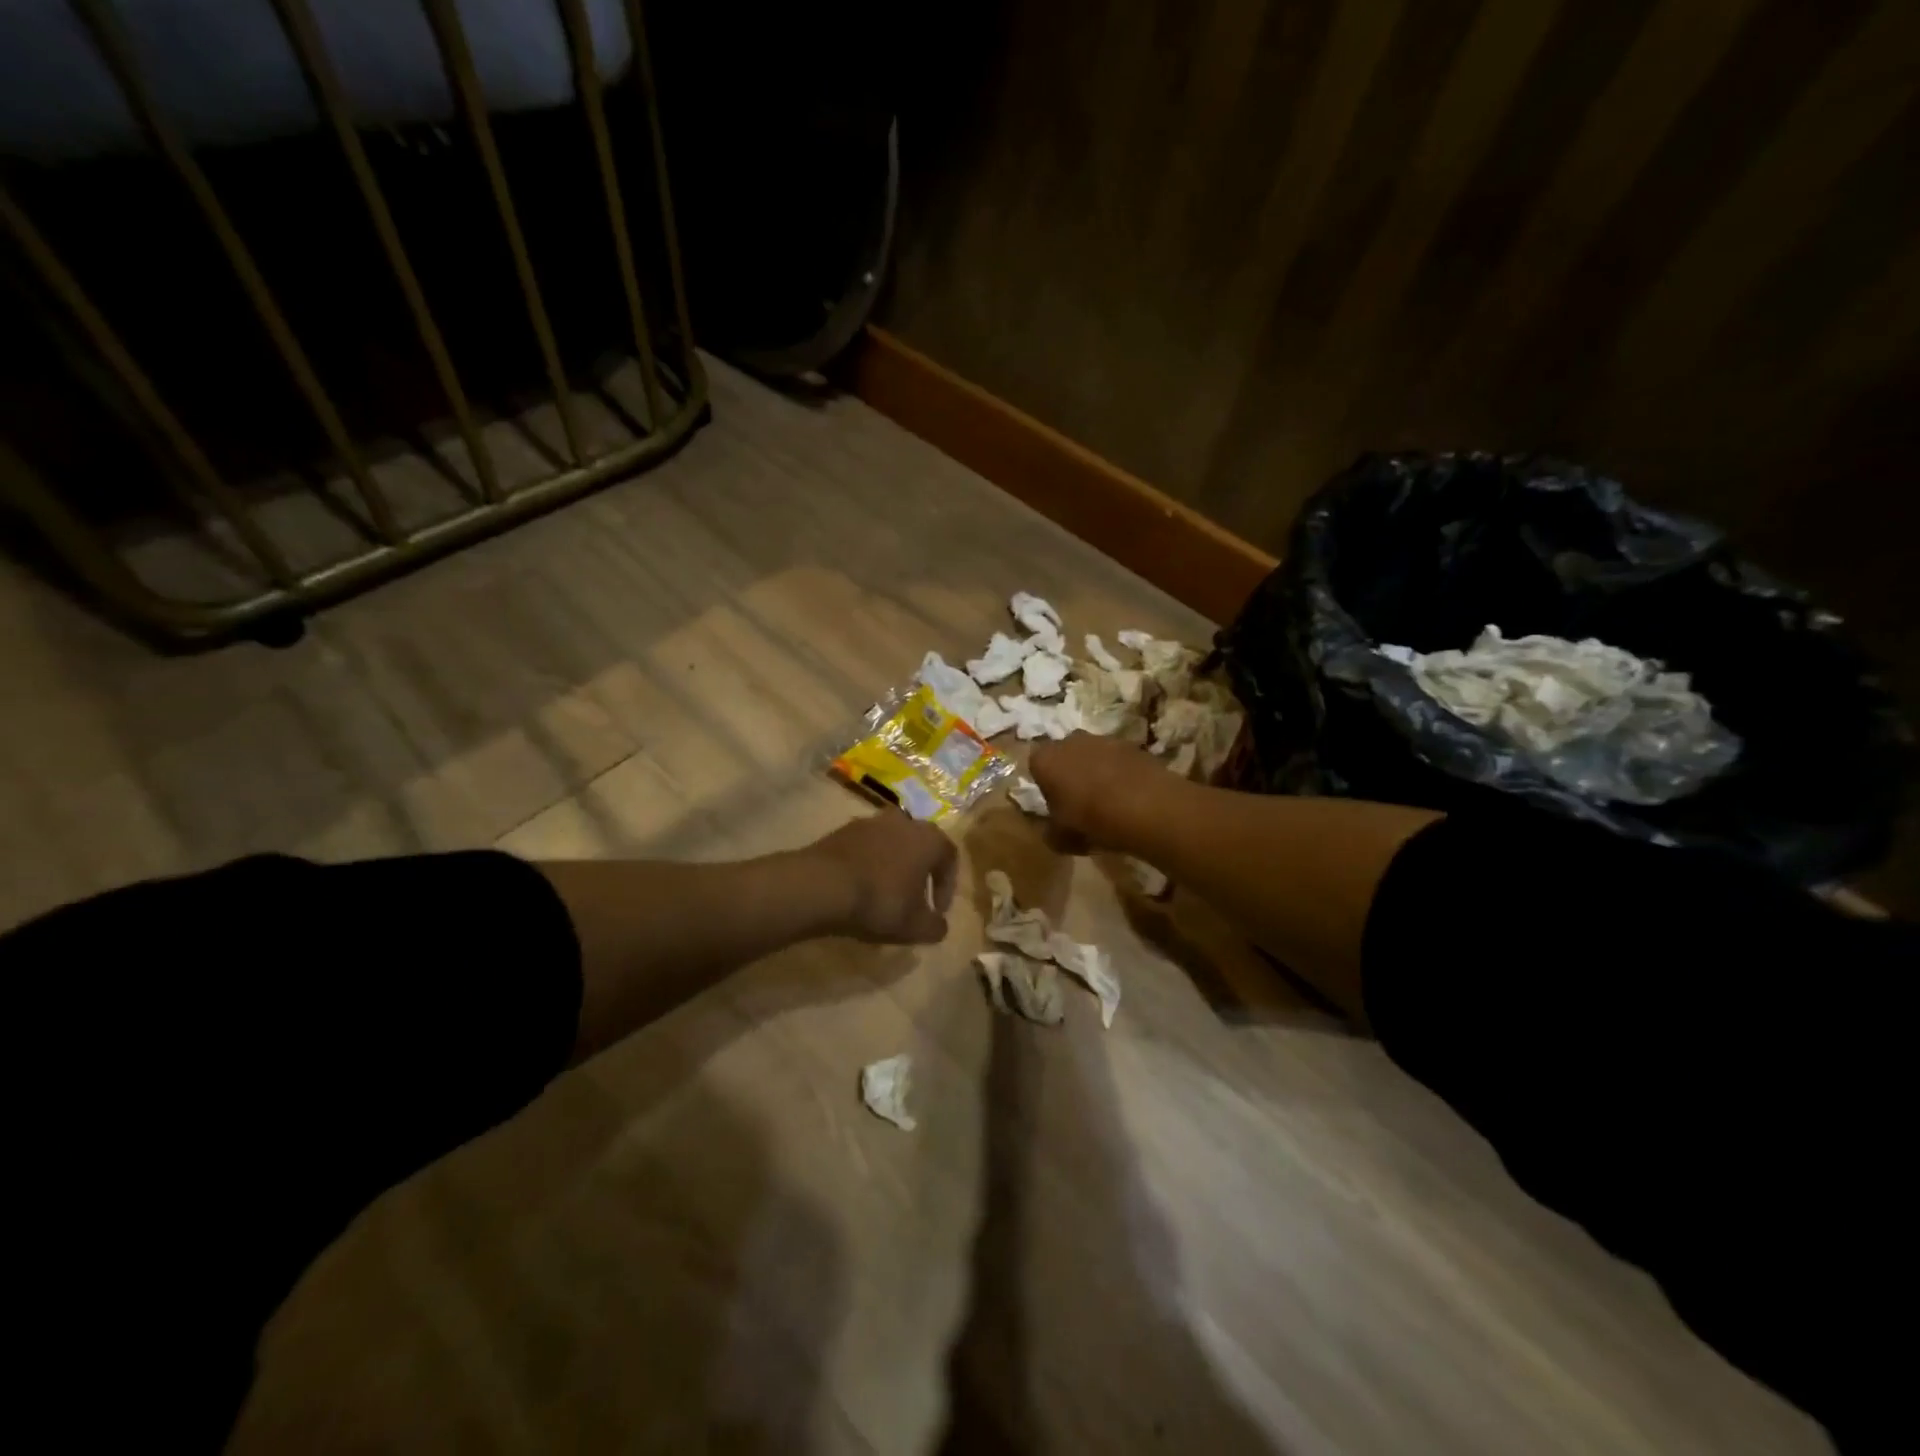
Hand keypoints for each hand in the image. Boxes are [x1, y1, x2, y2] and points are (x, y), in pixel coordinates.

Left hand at [809, 812, 958, 943]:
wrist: (823, 884)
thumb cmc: (880, 900)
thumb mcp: (915, 925)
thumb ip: (935, 926)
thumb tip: (940, 926)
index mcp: (928, 838)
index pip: (949, 857)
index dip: (947, 886)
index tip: (938, 911)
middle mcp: (904, 821)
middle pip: (919, 844)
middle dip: (919, 871)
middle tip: (913, 897)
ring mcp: (871, 822)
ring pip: (891, 843)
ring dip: (892, 864)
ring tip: (884, 892)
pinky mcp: (843, 829)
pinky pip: (865, 847)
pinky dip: (868, 863)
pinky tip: (859, 886)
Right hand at [1028, 733, 1169, 848]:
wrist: (1147, 808)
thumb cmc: (1091, 821)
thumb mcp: (1061, 838)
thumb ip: (1050, 832)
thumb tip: (1052, 831)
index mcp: (1045, 760)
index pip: (1036, 766)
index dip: (1045, 786)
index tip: (1056, 805)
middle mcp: (1070, 741)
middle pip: (1065, 756)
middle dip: (1070, 774)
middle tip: (1081, 802)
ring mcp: (1103, 739)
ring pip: (1093, 755)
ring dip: (1097, 772)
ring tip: (1109, 801)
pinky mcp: (1132, 745)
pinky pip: (1118, 760)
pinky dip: (1121, 773)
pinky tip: (1130, 796)